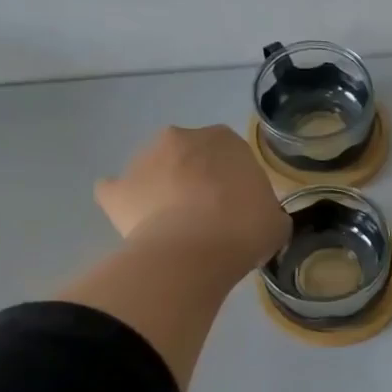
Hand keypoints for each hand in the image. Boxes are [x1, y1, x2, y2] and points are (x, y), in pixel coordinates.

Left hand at [94, 126, 290, 285]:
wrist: (193, 253)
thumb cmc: (244, 229)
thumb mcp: (276, 222)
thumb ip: (266, 210)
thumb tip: (259, 217)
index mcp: (225, 139)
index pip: (232, 154)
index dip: (234, 181)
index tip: (239, 208)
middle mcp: (181, 138)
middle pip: (190, 156)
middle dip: (196, 179)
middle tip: (209, 216)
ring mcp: (142, 160)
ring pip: (155, 171)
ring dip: (163, 189)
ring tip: (175, 228)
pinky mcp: (115, 189)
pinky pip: (117, 192)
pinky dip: (125, 204)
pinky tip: (138, 225)